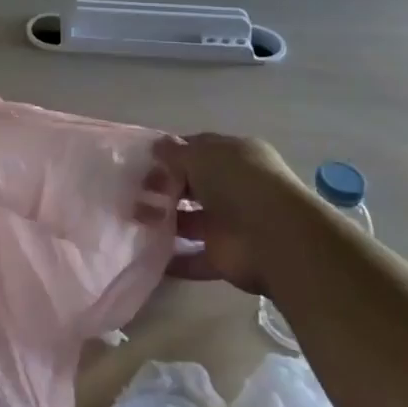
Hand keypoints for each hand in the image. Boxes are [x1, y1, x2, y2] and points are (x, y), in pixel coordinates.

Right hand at [144, 132, 307, 294]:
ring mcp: (230, 223)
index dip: (170, 154)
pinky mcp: (224, 257)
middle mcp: (233, 187)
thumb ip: (174, 153)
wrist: (275, 239)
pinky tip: (145, 253)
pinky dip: (173, 258)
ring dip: (164, 220)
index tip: (143, 161)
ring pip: (190, 220)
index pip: (198, 150)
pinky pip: (193, 257)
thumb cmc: (238, 183)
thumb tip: (156, 147)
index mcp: (234, 156)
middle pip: (192, 185)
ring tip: (131, 218)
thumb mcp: (201, 155)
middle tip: (132, 191)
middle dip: (163, 187)